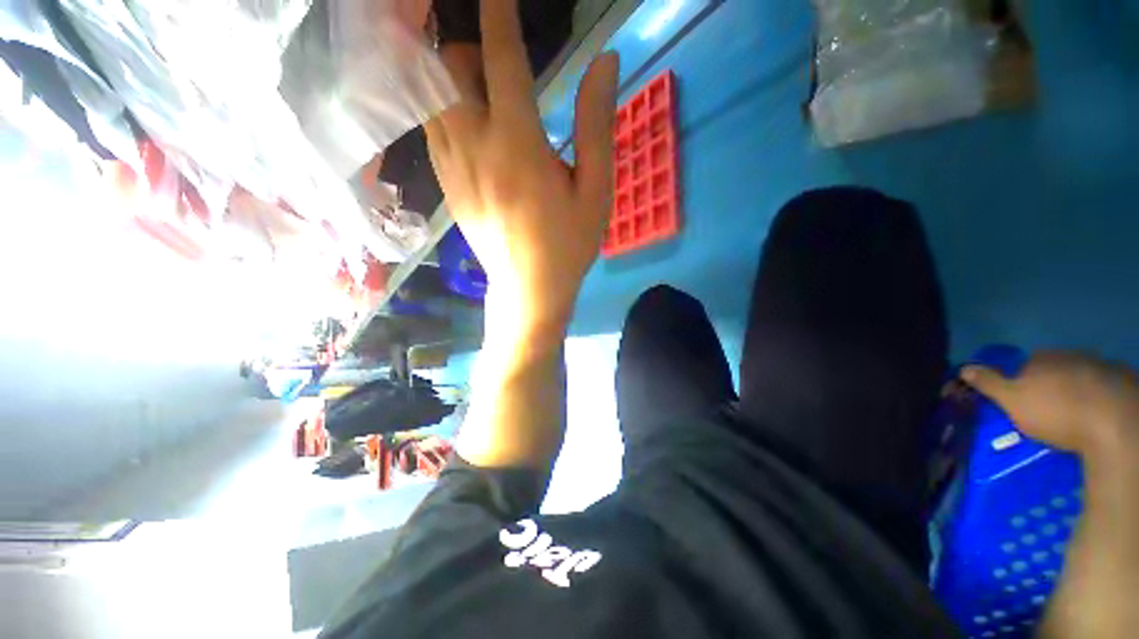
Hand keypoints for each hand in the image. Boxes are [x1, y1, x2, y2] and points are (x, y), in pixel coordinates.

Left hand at [424, 0, 618, 332]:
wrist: (528, 289)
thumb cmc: (567, 245)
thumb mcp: (594, 190)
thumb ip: (596, 124)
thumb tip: (605, 63)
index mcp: (518, 146)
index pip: (502, 59)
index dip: (499, 13)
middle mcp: (475, 147)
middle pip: (448, 68)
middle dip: (469, 49)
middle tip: (500, 66)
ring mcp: (453, 169)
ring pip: (431, 97)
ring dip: (452, 79)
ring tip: (485, 95)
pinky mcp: (447, 188)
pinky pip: (433, 131)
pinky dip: (445, 112)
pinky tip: (473, 130)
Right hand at [961, 351, 1138, 459]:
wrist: (1114, 422)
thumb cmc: (1056, 412)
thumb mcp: (1013, 401)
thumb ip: (989, 383)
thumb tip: (963, 367)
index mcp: (1041, 358)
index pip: (1027, 364)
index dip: (1025, 381)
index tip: (1026, 402)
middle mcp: (1070, 355)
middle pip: (1057, 368)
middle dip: (1054, 383)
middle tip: (1052, 410)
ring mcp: (1100, 365)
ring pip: (1084, 376)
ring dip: (1079, 390)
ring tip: (1079, 416)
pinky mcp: (1124, 380)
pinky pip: (1108, 386)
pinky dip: (1102, 396)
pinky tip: (1101, 415)